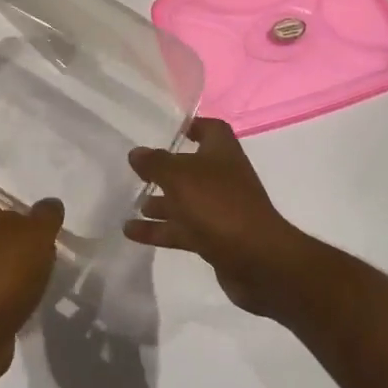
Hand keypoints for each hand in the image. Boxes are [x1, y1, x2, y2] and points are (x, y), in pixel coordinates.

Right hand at [125, 118, 314, 318]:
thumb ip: (155, 163)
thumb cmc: (218, 205)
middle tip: (136, 172)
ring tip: (130, 204)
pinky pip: (182, 229)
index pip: (210, 128)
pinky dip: (158, 230)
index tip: (166, 130)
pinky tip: (131, 232)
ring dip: (159, 203)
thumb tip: (136, 153)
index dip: (192, 126)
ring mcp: (219, 209)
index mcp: (222, 152)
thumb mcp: (180, 176)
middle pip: (191, 167)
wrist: (257, 260)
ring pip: (184, 201)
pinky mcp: (214, 238)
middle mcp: (222, 177)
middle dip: (165, 170)